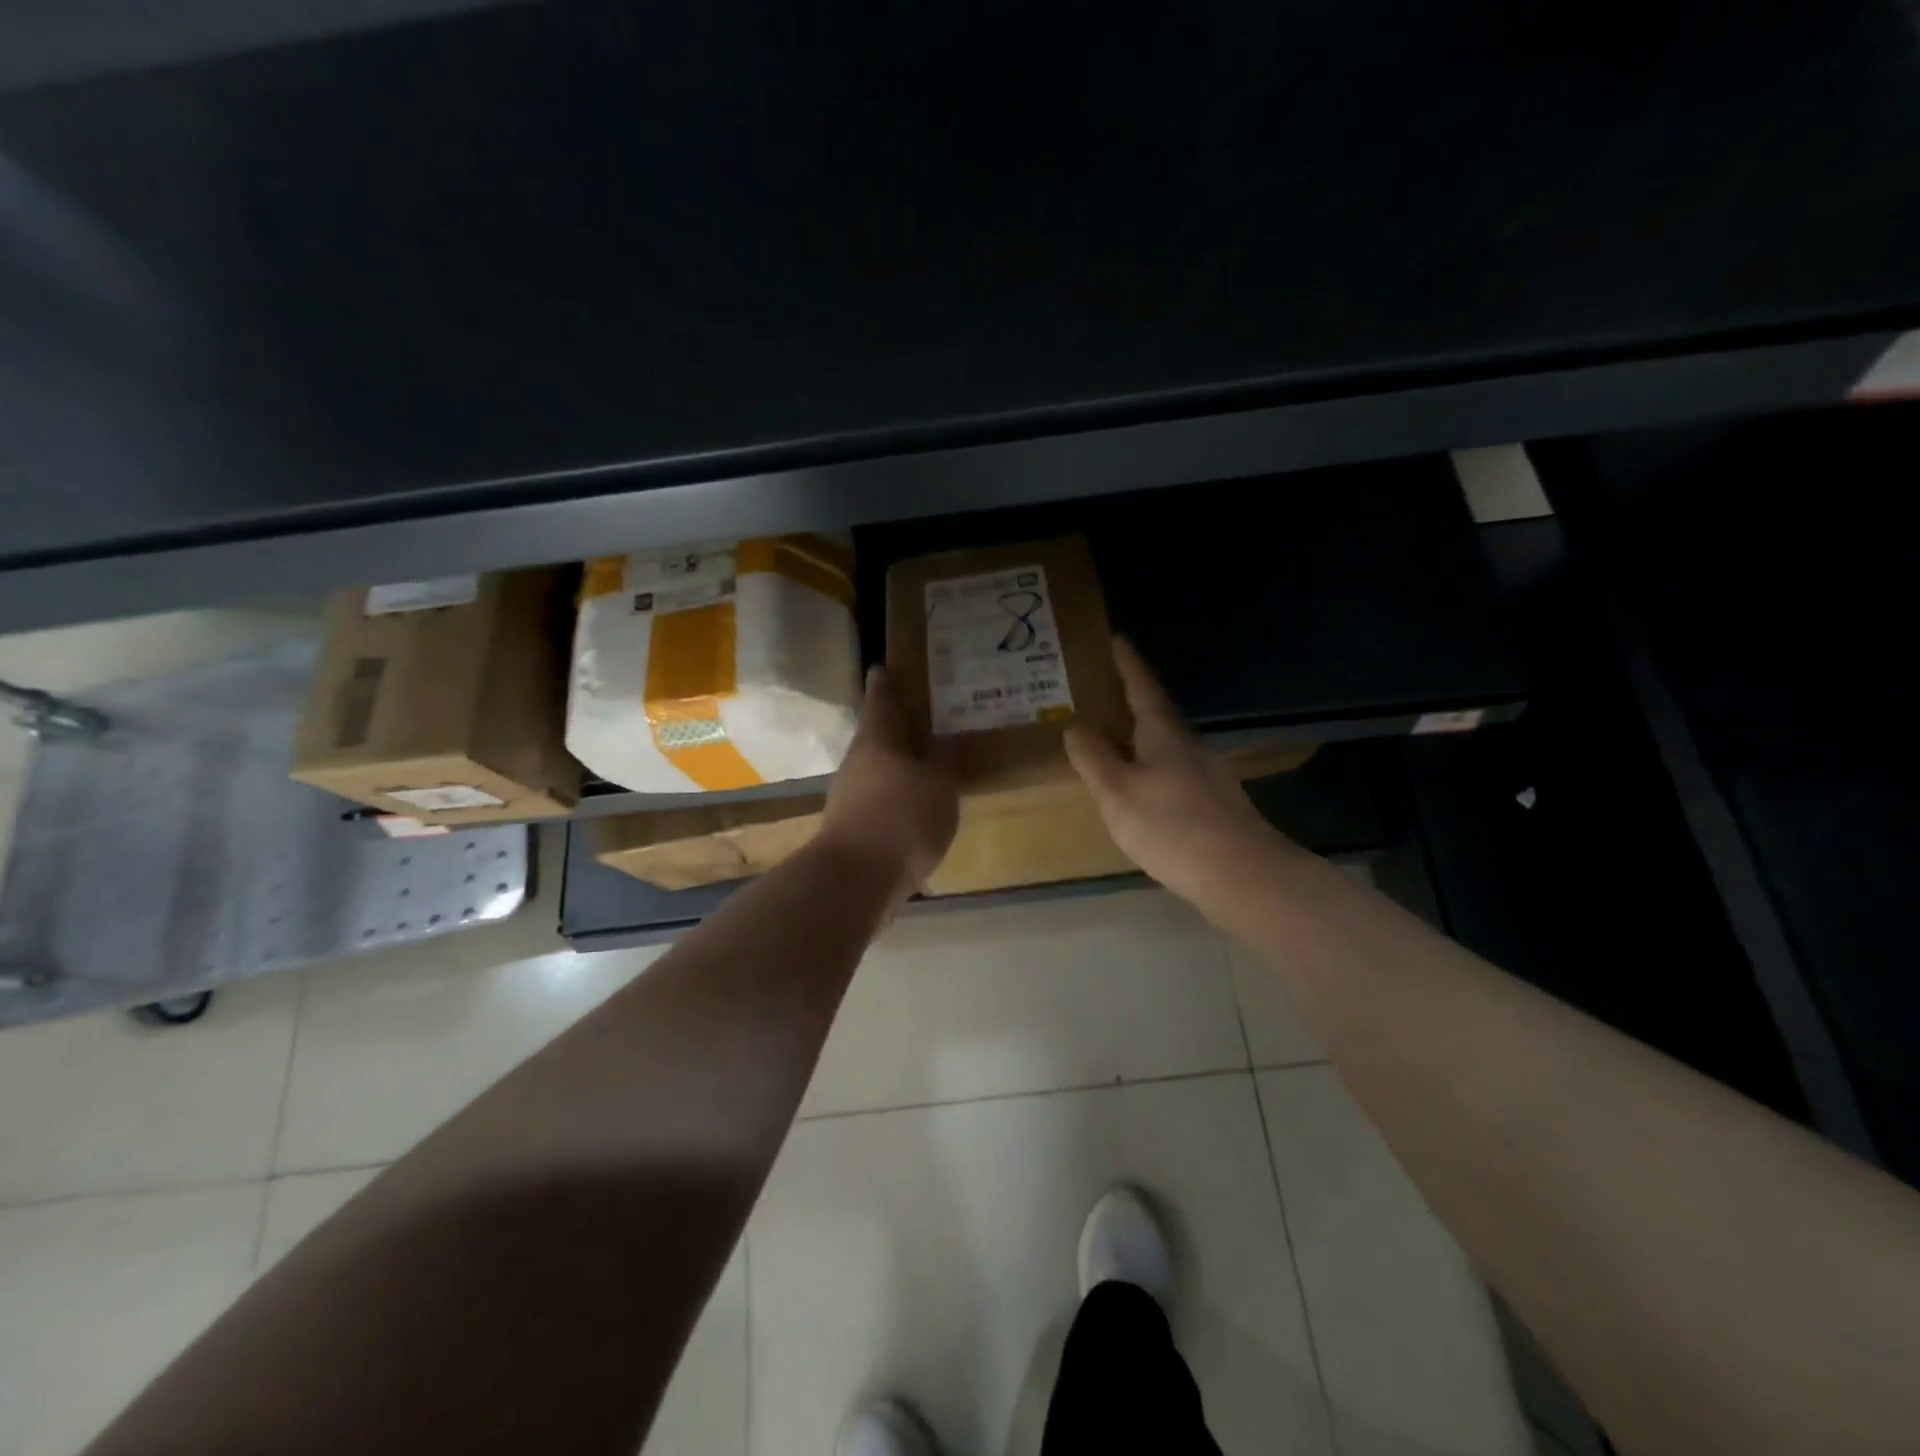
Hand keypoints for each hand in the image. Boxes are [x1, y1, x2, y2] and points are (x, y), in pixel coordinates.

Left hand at [818, 666, 959, 895]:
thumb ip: (948, 761)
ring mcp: (848, 799)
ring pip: (877, 772)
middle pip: (876, 738)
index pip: (880, 701)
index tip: (883, 667)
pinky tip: (918, 811)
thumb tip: (953, 739)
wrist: (855, 881)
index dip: (884, 683)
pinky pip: (880, 803)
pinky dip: (897, 800)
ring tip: (930, 767)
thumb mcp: (940, 786)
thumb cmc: (901, 818)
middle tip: (928, 721)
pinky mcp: (852, 830)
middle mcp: (856, 764)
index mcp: (876, 741)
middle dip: (898, 730)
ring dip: (899, 768)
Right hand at [1065, 638, 1293, 909]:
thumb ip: (1093, 759)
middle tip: (1103, 688)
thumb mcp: (1118, 792)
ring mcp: (1204, 775)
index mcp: (1163, 734)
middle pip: (1157, 713)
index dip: (1127, 664)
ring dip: (1141, 733)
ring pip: (1165, 743)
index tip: (1117, 639)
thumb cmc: (1171, 826)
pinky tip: (1141, 784)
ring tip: (1114, 736)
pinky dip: (1151, 764)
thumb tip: (1074, 726)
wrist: (1240, 874)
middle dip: (1132, 697)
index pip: (1142, 688)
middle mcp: (1187, 746)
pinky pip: (1172, 769)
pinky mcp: (1211, 802)